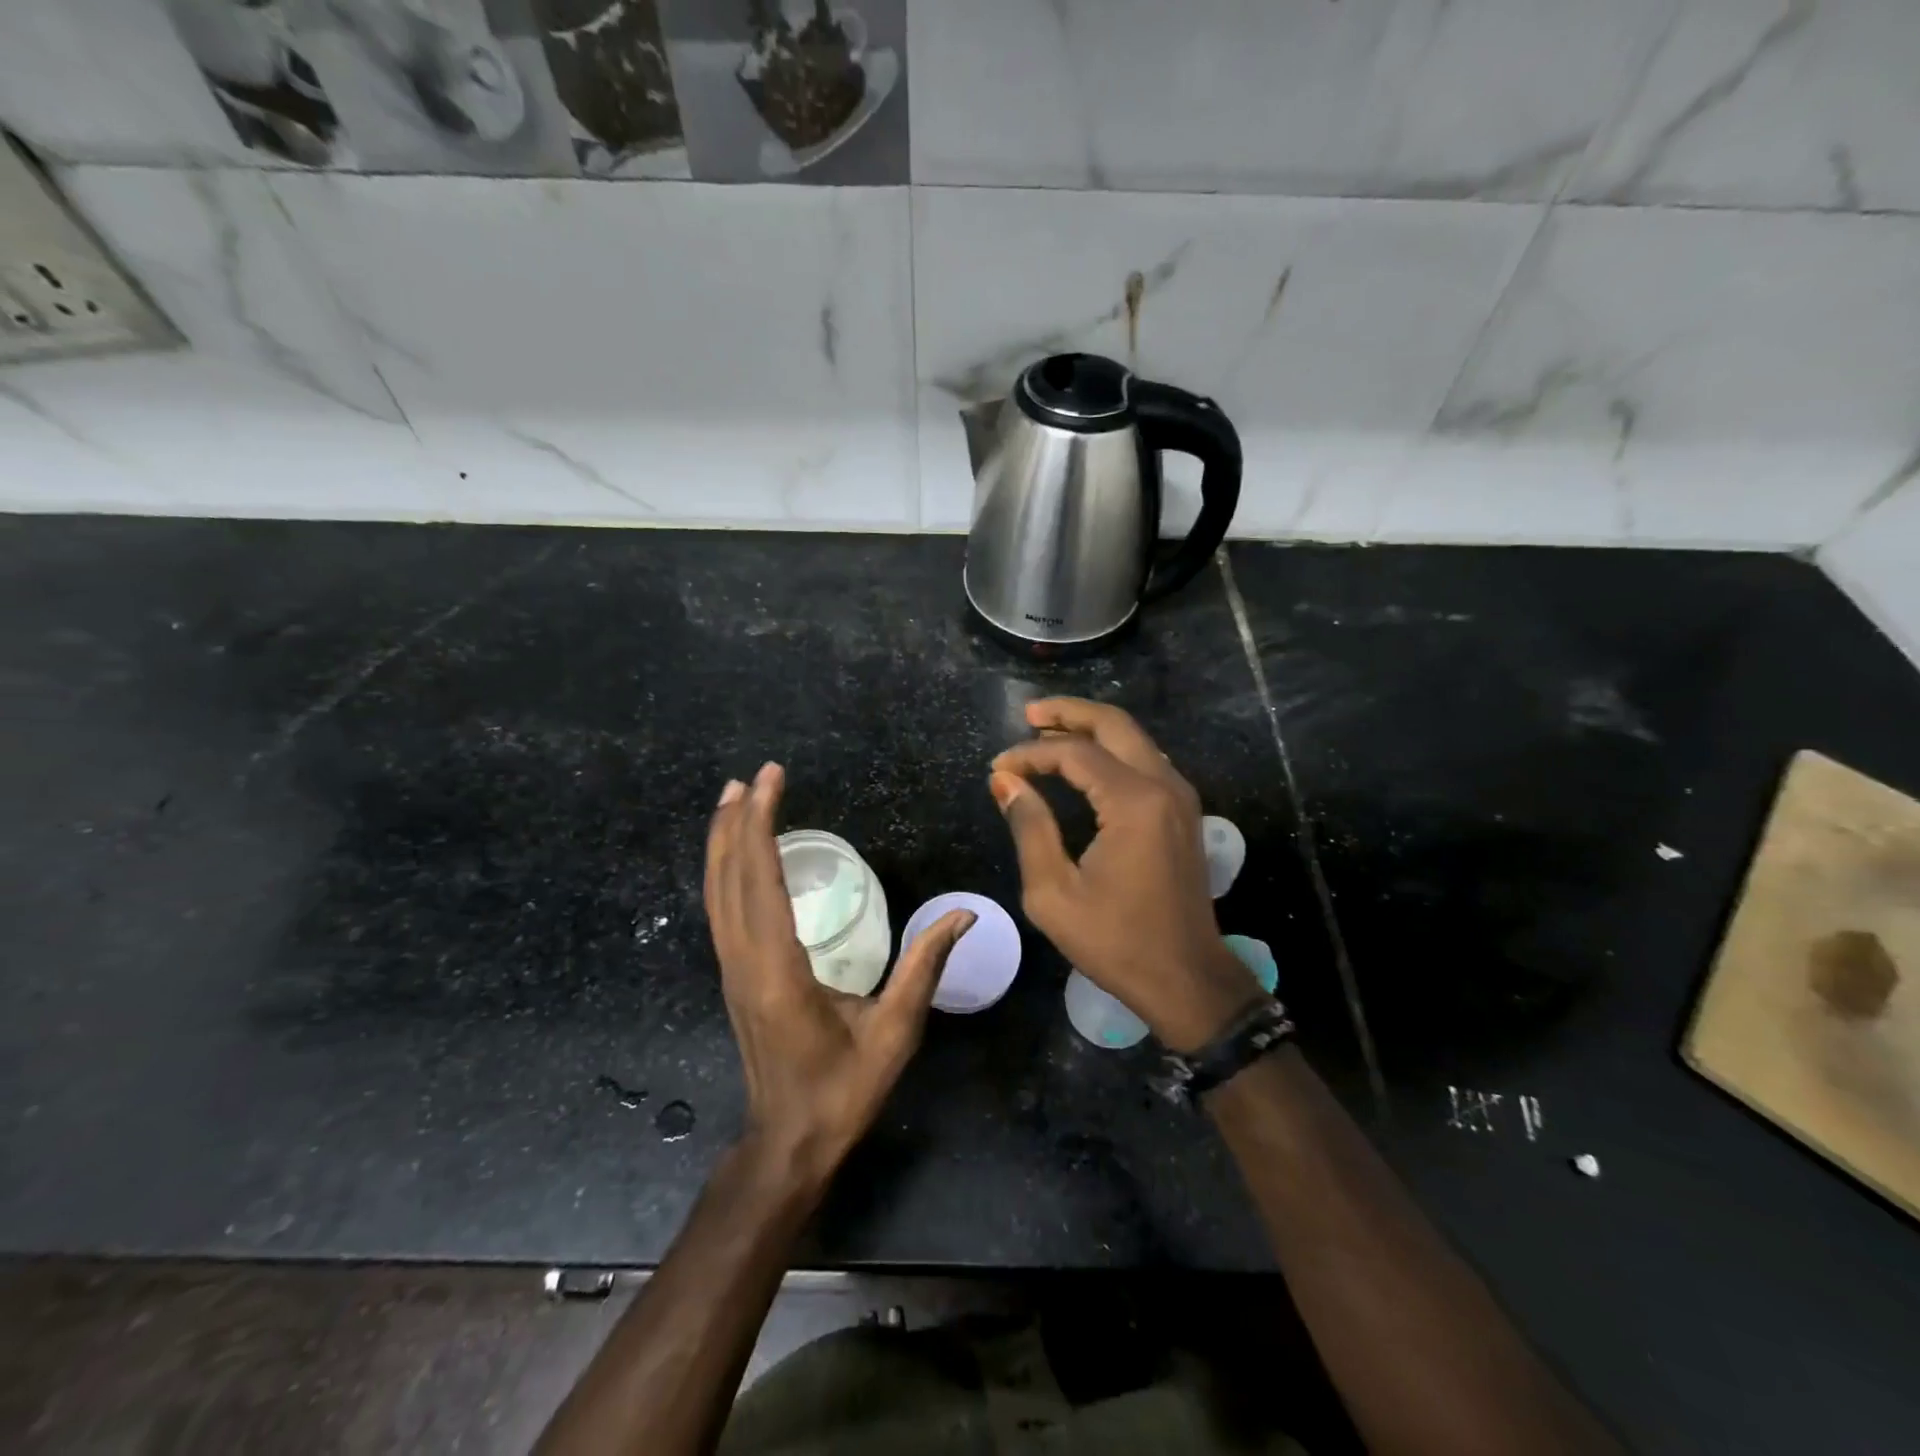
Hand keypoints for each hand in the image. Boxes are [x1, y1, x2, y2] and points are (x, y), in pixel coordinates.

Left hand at [705, 762, 974, 1187]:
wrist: (789, 1142)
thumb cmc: (843, 1090)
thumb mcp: (894, 1031)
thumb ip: (924, 967)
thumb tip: (964, 914)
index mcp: (778, 971)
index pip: (761, 883)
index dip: (761, 826)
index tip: (768, 780)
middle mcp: (744, 962)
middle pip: (729, 879)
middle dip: (738, 822)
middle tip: (752, 775)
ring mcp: (732, 970)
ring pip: (717, 893)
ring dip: (723, 842)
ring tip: (733, 797)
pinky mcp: (734, 976)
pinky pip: (721, 910)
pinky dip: (724, 871)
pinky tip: (737, 853)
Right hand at [990, 699, 1261, 1052]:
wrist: (1186, 978)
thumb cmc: (1115, 941)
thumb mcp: (1054, 892)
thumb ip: (1029, 827)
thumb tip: (1005, 782)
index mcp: (1134, 803)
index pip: (1074, 754)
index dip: (1030, 754)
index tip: (998, 769)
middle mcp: (1164, 785)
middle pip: (1114, 724)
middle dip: (1068, 713)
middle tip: (1029, 714)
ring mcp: (1180, 796)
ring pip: (1134, 738)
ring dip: (1091, 728)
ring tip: (1047, 732)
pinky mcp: (1184, 812)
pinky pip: (1146, 759)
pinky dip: (1112, 750)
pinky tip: (1083, 762)